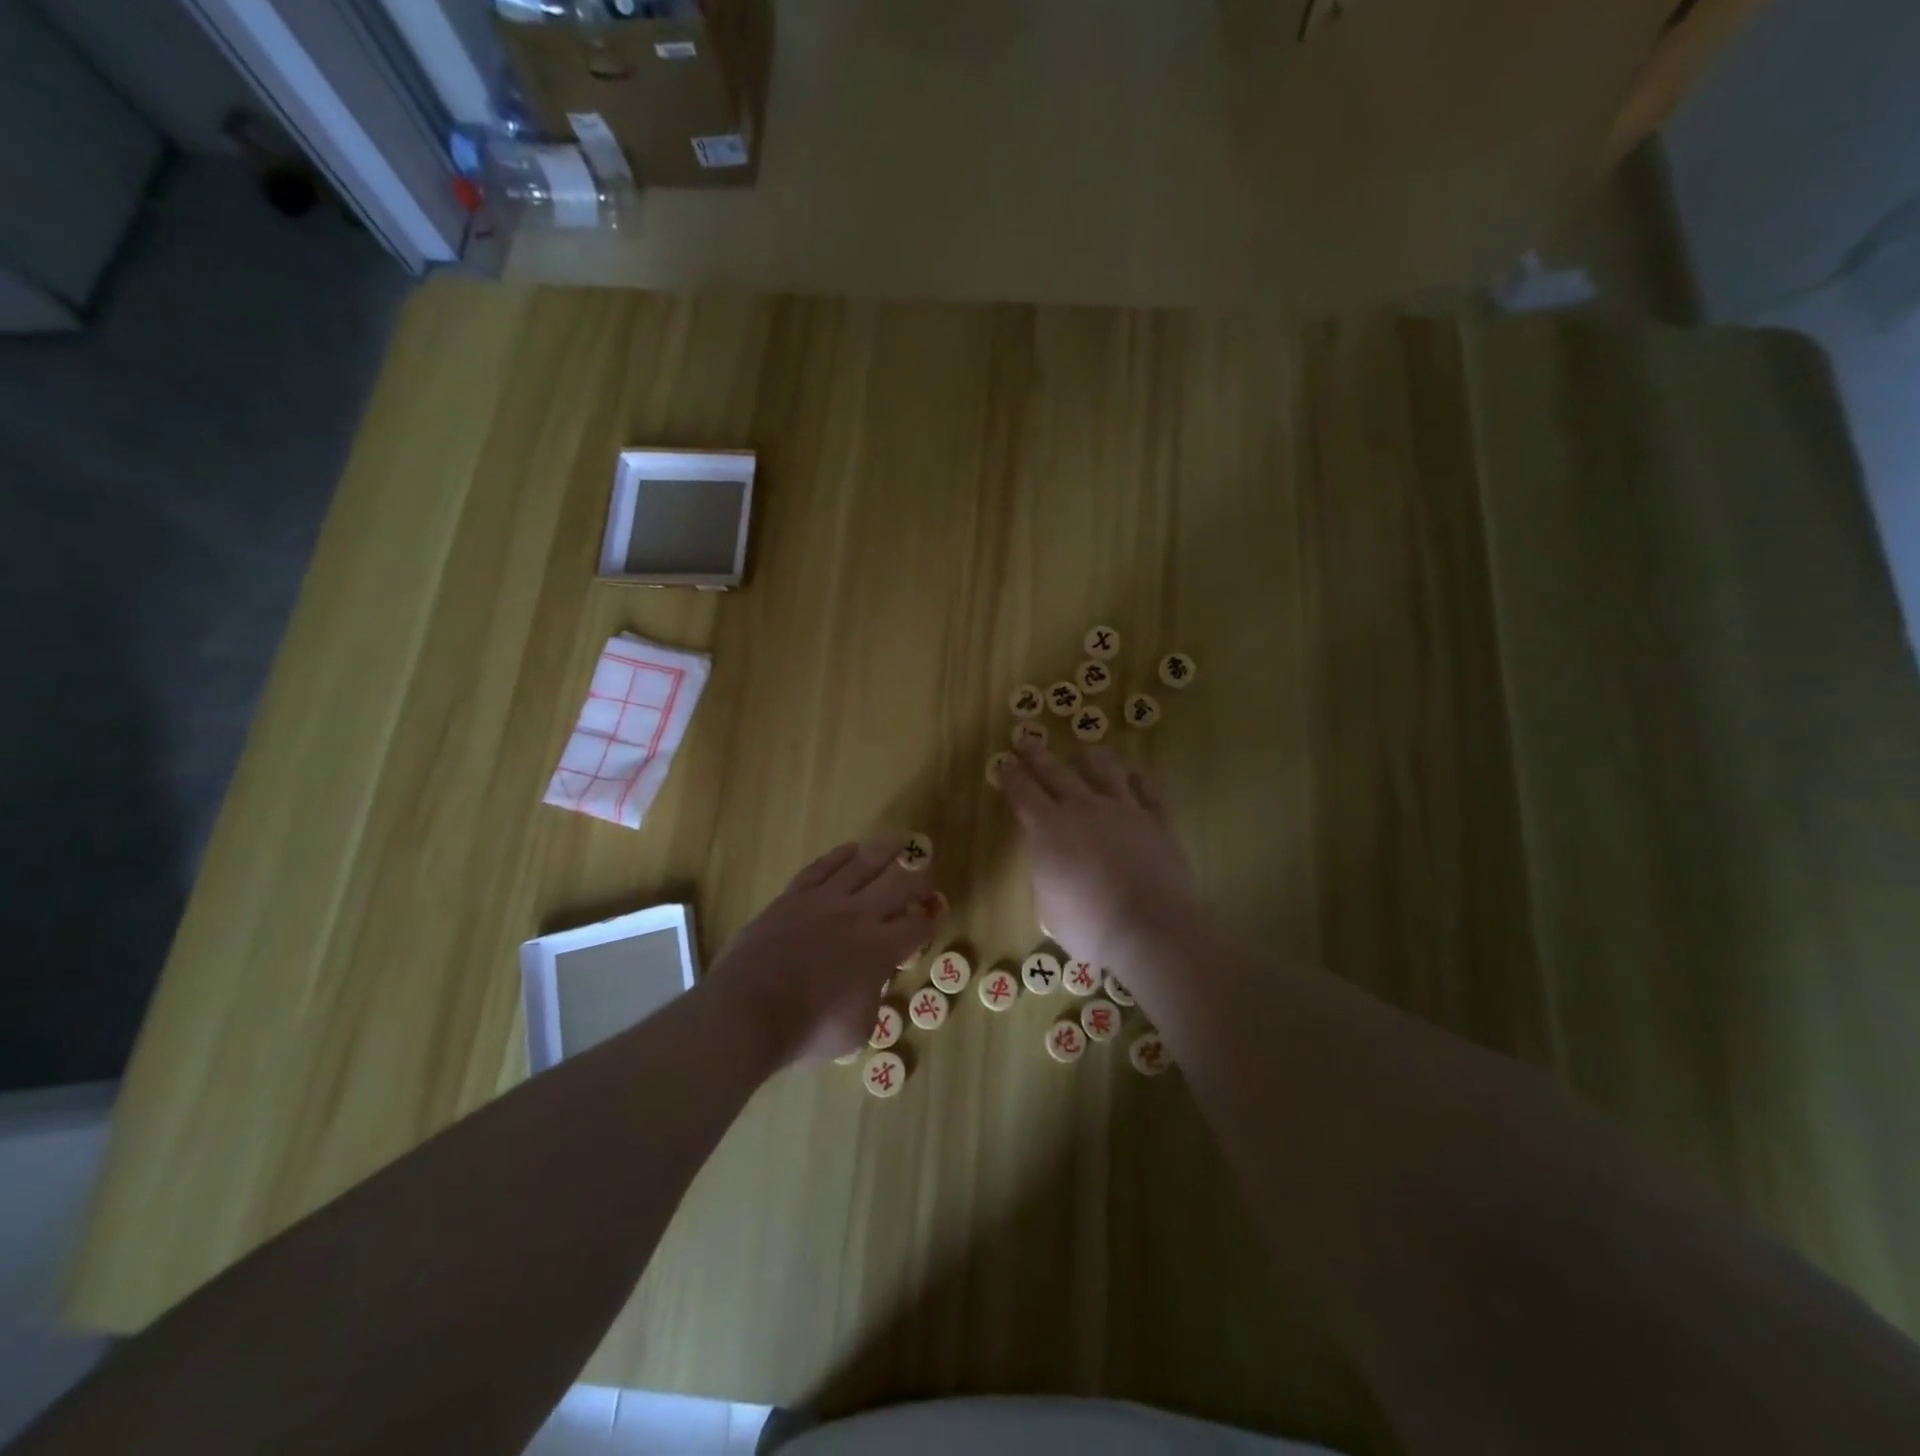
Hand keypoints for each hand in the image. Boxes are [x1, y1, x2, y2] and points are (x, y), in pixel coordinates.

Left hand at [709, 838, 942, 1064]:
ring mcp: (824, 900)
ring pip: (863, 864)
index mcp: (881, 949)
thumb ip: (873, 998)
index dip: (931, 918)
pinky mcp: (794, 896)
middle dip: (918, 875)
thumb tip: (871, 983)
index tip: (936, 912)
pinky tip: (851, 849)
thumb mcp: (858, 1028)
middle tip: (926, 869)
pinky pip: (822, 867)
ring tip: (900, 841)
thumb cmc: (808, 1029)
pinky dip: (840, 855)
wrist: (749, 1010)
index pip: (917, 926)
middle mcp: (859, 915)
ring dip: (886, 851)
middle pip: (899, 883)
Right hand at [997, 742, 1197, 970]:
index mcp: (1048, 828)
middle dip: (1038, 755)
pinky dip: (1140, 781)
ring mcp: (1123, 810)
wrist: (1148, 926)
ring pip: (1105, 770)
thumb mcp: (1048, 905)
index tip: (1003, 763)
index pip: (1022, 793)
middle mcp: (1083, 808)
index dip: (1010, 776)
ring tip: (1086, 750)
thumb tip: (1054, 866)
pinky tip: (1136, 776)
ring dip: (1092, 758)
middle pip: (1056, 772)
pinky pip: (1148, 791)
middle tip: (1028, 740)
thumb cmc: (1087, 924)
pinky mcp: (1156, 821)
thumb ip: (1048, 875)